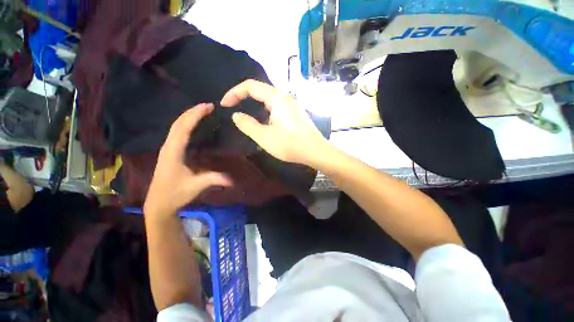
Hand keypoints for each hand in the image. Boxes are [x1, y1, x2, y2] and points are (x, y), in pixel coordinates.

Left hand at [144, 104, 231, 218]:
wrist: (159, 203)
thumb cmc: (175, 194)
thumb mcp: (196, 186)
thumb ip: (214, 179)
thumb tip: (233, 179)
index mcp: (173, 152)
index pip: (183, 129)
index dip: (195, 116)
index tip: (207, 107)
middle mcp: (168, 147)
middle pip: (178, 124)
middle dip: (192, 112)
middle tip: (207, 106)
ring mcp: (167, 149)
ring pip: (176, 127)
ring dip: (188, 117)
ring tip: (202, 111)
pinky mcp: (169, 153)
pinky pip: (177, 134)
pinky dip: (186, 125)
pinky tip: (194, 126)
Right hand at [221, 80, 328, 165]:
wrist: (316, 152)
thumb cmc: (290, 144)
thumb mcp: (264, 137)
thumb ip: (247, 125)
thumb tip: (236, 115)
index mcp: (277, 98)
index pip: (251, 86)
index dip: (234, 93)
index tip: (224, 105)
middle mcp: (285, 97)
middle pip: (260, 91)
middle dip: (244, 98)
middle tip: (233, 109)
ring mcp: (292, 105)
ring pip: (269, 100)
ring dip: (255, 106)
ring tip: (247, 119)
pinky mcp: (296, 114)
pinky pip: (277, 108)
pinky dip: (265, 112)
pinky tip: (265, 124)